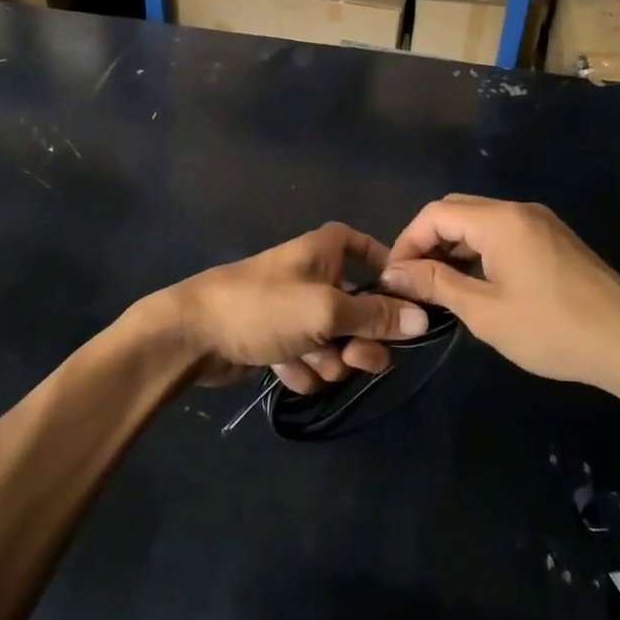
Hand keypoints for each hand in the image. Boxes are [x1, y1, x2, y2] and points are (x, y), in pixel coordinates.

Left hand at [136, 223, 429, 392]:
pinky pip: (310, 359)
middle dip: (360, 339)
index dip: (387, 273)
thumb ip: (376, 317)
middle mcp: (314, 276)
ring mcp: (295, 310)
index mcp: (325, 251)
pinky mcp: (278, 340)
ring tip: (307, 361)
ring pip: (337, 342)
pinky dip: (302, 369)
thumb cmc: (264, 307)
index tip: (404, 304)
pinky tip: (284, 370)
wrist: (194, 335)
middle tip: (355, 358)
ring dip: (328, 360)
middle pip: (360, 308)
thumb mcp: (327, 311)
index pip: (368, 248)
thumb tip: (424, 318)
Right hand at [380, 195, 619, 397]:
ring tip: (439, 285)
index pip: (435, 213)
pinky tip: (476, 283)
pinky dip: (479, 250)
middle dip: (427, 241)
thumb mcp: (485, 311)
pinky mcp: (555, 240)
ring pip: (480, 221)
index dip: (407, 241)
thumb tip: (395, 272)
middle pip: (456, 210)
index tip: (394, 277)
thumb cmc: (553, 329)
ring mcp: (541, 223)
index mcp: (499, 220)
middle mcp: (518, 210)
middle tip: (414, 280)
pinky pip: (503, 233)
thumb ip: (437, 284)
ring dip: (453, 246)